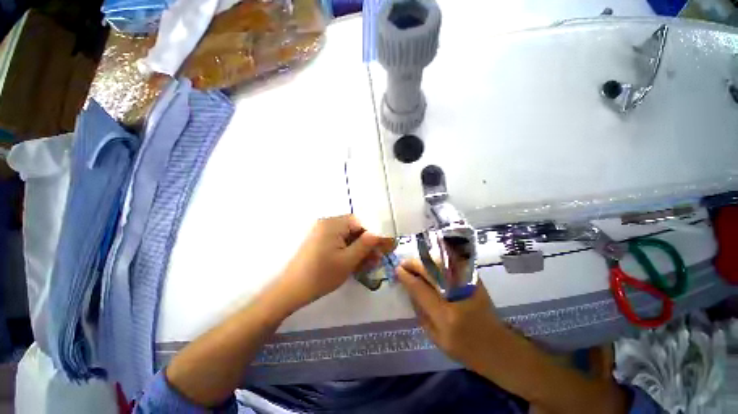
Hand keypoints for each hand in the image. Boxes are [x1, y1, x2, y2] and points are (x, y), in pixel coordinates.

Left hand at [278, 215, 394, 308]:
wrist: (291, 291)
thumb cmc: (321, 275)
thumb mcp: (348, 260)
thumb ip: (366, 244)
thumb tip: (380, 233)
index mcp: (333, 223)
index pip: (360, 222)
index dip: (373, 233)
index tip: (383, 247)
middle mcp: (327, 224)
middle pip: (354, 229)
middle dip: (367, 244)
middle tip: (377, 259)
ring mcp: (322, 233)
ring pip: (348, 237)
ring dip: (359, 249)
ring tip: (369, 264)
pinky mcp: (320, 242)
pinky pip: (339, 243)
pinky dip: (349, 252)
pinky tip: (356, 264)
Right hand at [397, 259, 503, 370]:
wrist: (498, 347)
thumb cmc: (464, 348)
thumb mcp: (435, 337)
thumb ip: (420, 311)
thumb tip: (409, 287)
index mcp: (445, 316)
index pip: (420, 289)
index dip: (407, 277)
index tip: (397, 270)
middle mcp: (457, 296)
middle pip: (431, 270)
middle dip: (414, 264)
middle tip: (403, 264)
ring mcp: (469, 284)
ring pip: (441, 262)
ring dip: (425, 260)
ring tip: (415, 263)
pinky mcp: (475, 279)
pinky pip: (453, 261)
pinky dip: (439, 258)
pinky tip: (430, 260)